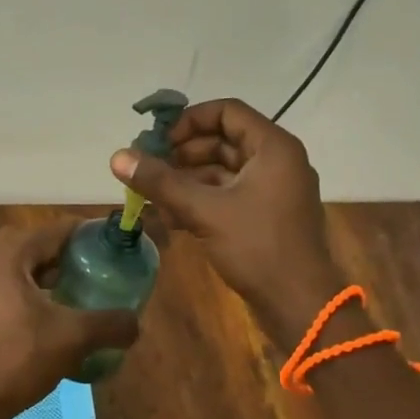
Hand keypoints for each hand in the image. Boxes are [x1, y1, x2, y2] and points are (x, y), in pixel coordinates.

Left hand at [0, 222, 139, 418]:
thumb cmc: (20, 359)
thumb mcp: (73, 338)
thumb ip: (110, 324)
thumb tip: (136, 323)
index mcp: (8, 254)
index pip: (55, 230)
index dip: (86, 235)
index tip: (112, 246)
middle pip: (37, 243)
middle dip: (67, 253)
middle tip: (95, 268)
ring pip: (20, 264)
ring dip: (48, 271)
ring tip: (78, 288)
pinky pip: (6, 281)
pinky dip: (30, 287)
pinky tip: (51, 310)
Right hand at [111, 98, 344, 343]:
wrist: (301, 307)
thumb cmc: (258, 248)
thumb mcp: (204, 210)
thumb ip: (161, 181)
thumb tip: (117, 156)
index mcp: (273, 147)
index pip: (227, 111)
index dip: (189, 121)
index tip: (160, 142)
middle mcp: (277, 161)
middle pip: (222, 140)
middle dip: (182, 154)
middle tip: (149, 169)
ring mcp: (273, 190)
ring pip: (223, 170)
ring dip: (187, 180)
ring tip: (153, 197)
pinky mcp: (266, 215)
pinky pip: (229, 194)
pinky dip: (201, 200)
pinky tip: (171, 218)